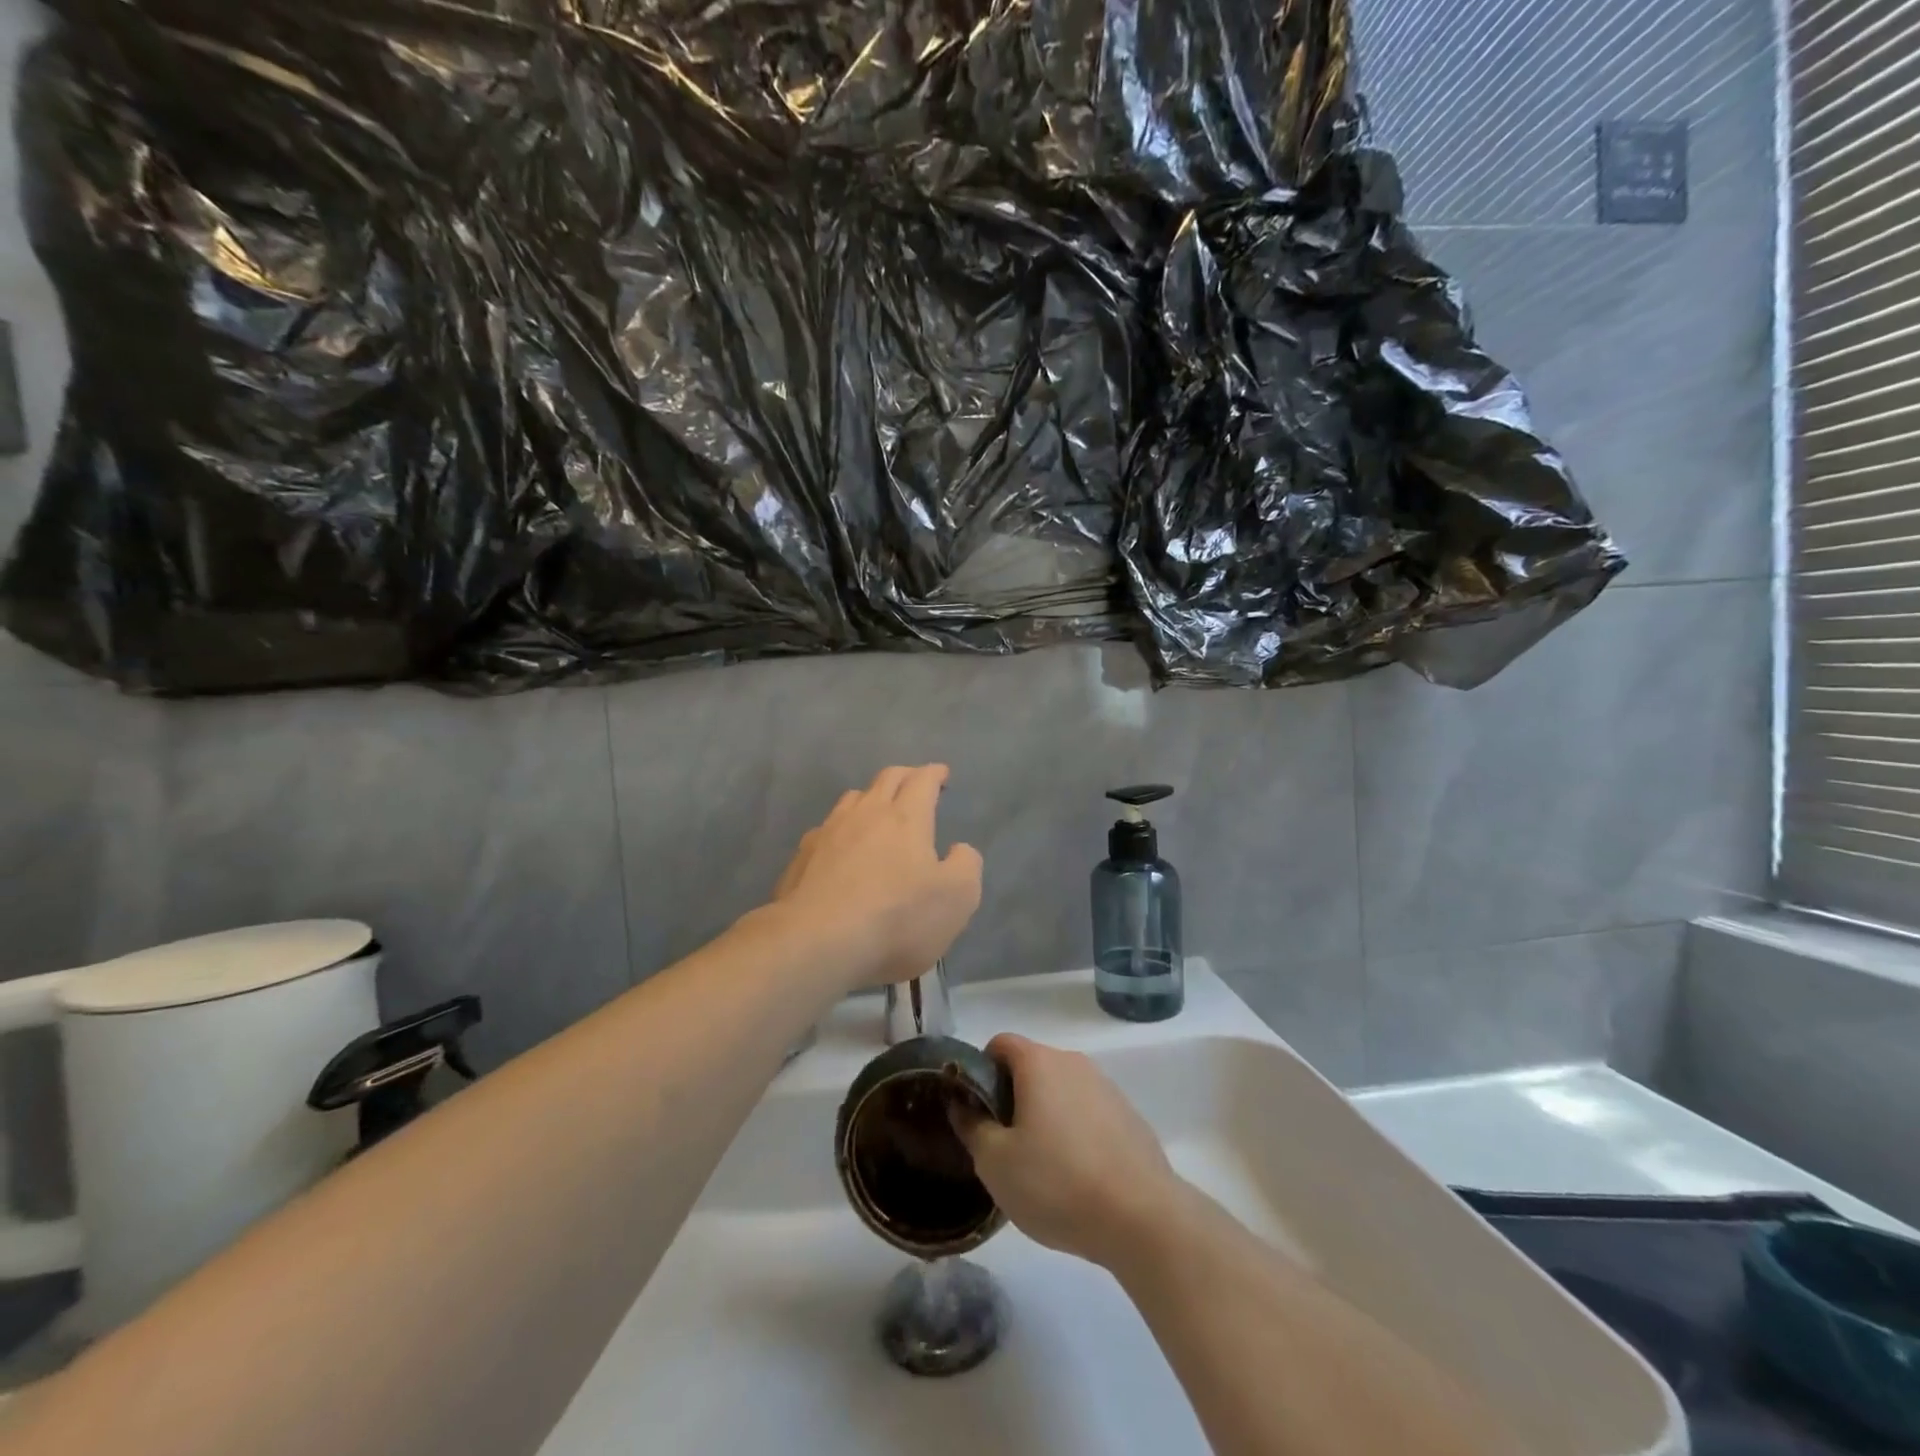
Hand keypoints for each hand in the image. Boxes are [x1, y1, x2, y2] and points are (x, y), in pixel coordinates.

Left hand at [770, 765, 982, 990]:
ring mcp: (829, 832)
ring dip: (870, 797)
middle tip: (915, 782)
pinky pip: (826, 828)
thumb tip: (958, 849)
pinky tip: (841, 846)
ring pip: (852, 798)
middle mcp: (866, 814)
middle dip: (905, 776)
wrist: (817, 942)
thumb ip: (965, 865)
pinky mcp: (802, 856)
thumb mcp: (957, 898)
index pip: (922, 781)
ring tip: (877, 809)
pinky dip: (841, 829)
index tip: (941, 774)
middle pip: (886, 779)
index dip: (934, 774)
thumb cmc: (896, 918)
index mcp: (906, 818)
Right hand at [951, 1033, 1185, 1269]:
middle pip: (1031, 1067)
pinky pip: (1088, 1112)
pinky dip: (1075, 1132)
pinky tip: (1077, 1176)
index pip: (1000, 1044)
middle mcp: (1074, 1062)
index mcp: (1039, 1062)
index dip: (981, 1071)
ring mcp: (1106, 1087)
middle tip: (1004, 1145)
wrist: (1142, 1218)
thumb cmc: (1057, 1183)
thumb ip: (972, 1126)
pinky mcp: (1129, 1116)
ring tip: (1041, 1167)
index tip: (977, 1111)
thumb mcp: (995, 1162)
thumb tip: (962, 1104)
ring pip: (1061, 1091)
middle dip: (1012, 1098)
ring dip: (1045, 1116)